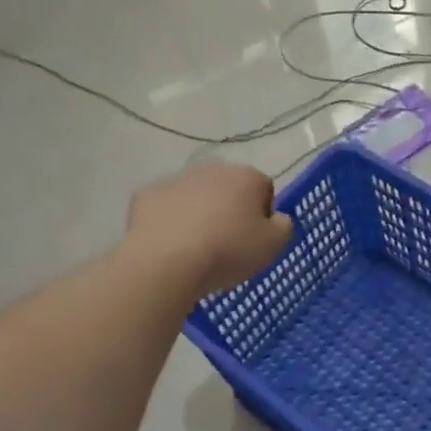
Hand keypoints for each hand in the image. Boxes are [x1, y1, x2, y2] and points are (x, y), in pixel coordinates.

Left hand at [124, 161, 292, 299]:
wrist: (166, 262)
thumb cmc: (227, 251)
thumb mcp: (274, 245)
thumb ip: (283, 226)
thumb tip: (276, 218)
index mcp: (246, 177)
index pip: (264, 189)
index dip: (263, 214)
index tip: (255, 239)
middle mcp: (212, 169)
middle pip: (229, 188)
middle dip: (230, 208)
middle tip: (228, 243)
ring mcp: (176, 179)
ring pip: (196, 195)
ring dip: (200, 213)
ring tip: (197, 247)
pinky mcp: (146, 194)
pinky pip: (167, 207)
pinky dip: (170, 220)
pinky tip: (171, 244)